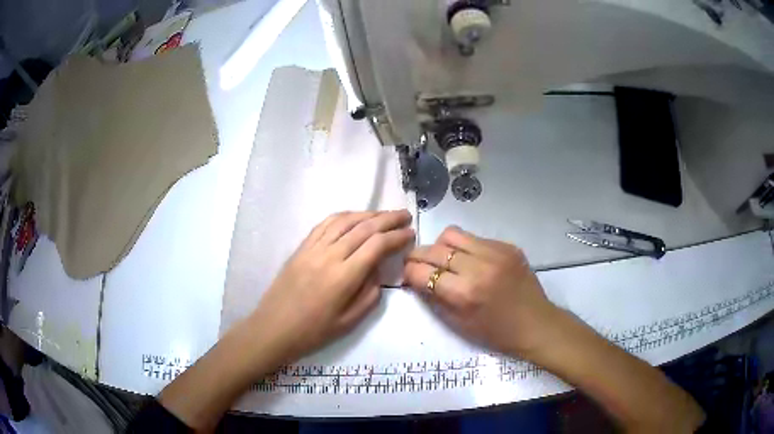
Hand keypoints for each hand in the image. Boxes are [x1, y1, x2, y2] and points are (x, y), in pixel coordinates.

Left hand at [249, 210, 413, 362]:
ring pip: (345, 221)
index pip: (377, 246)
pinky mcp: (301, 247)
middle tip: (405, 215)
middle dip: (388, 219)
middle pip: (364, 228)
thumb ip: (369, 294)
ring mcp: (313, 248)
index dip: (397, 236)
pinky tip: (354, 217)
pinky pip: (325, 224)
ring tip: (384, 214)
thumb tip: (377, 270)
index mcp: (344, 277)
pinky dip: (344, 216)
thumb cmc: (313, 332)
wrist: (273, 328)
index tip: (411, 233)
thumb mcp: (349, 322)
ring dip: (368, 213)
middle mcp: (329, 255)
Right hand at [404, 226, 558, 357]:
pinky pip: (475, 238)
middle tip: (419, 265)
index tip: (407, 275)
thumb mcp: (458, 324)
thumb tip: (415, 278)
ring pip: (453, 234)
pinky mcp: (507, 246)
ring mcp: (495, 252)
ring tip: (444, 259)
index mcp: (464, 293)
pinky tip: (470, 261)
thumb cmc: (495, 333)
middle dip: (419, 256)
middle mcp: (478, 267)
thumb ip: (433, 298)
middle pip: (434, 249)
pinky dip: (465, 248)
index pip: (422, 271)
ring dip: (441, 246)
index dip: (408, 272)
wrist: (536, 324)